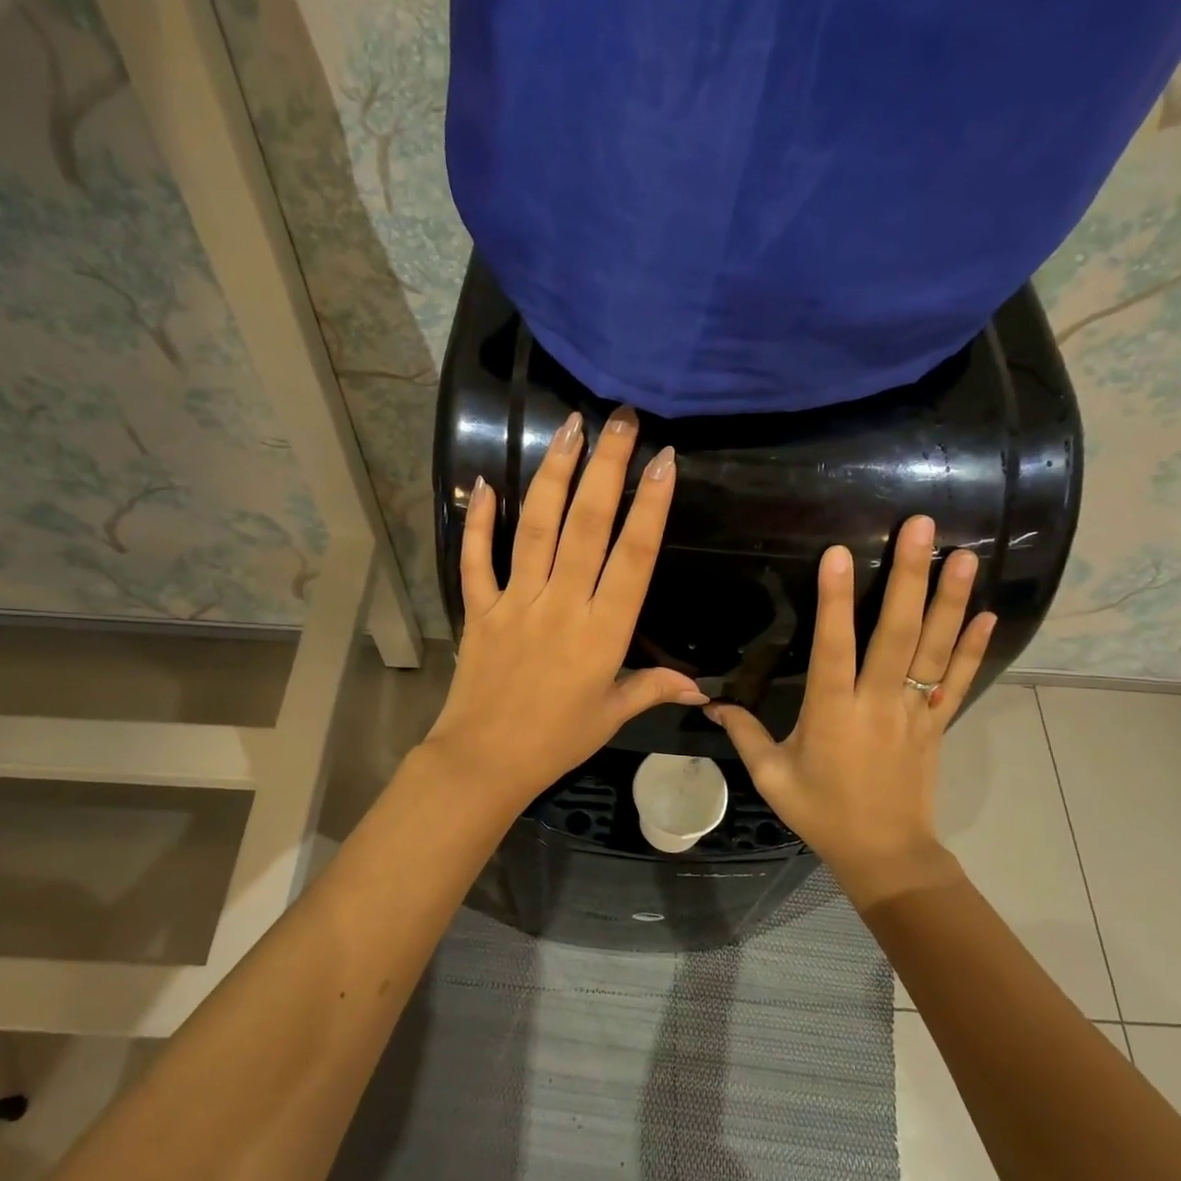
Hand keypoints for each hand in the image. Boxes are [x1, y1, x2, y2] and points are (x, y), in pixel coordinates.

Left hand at [422, 406, 705, 809]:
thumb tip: (703, 688)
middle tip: (620, 420)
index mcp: (603, 632)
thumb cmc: (556, 741)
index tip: (663, 461)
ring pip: (535, 529)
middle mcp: (561, 605)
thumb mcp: (611, 715)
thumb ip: (653, 688)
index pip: (633, 558)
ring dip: (553, 475)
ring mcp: (517, 602)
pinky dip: (479, 523)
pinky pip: (477, 561)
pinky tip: (483, 483)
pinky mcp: (480, 609)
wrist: (485, 761)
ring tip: (569, 429)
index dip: (650, 507)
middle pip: (586, 526)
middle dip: (606, 467)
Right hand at [709, 516, 995, 886]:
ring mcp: (913, 712)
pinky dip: (972, 648)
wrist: (885, 853)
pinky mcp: (935, 724)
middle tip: (922, 527)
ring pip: (934, 649)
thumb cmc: (822, 813)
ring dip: (949, 600)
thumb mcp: (771, 777)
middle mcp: (878, 703)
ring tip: (964, 555)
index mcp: (833, 712)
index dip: (836, 600)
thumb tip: (709, 703)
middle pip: (897, 633)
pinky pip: (956, 681)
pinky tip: (985, 613)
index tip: (840, 553)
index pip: (834, 647)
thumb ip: (743, 734)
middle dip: (909, 578)